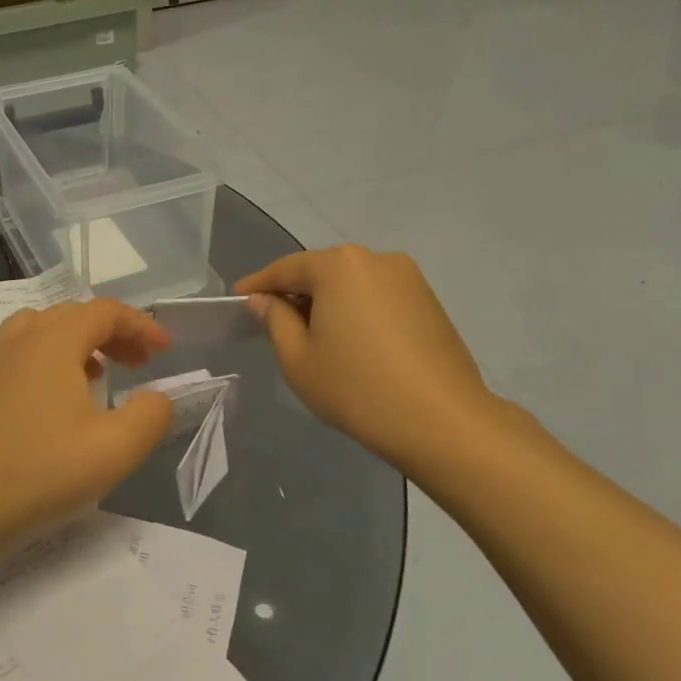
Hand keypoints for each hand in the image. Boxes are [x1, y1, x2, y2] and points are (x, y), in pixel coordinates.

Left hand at [0, 299, 172, 560]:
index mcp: (53, 341)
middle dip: (111, 333)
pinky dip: (44, 362)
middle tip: (136, 365)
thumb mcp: (115, 450)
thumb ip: (151, 415)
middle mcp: (17, 340)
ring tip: (94, 377)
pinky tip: (49, 405)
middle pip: (71, 315)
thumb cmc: (40, 473)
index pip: (105, 311)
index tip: (164, 351)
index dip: (140, 325)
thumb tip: (155, 398)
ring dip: (74, 344)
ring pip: (38, 331)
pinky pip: (15, 356)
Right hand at [234, 246, 503, 474]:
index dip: (258, 284)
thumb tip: (263, 300)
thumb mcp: (298, 358)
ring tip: (313, 337)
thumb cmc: (356, 387)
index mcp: (338, 266)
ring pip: (352, 284)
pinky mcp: (430, 302)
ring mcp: (409, 279)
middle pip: (322, 271)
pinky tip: (351, 343)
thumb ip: (275, 320)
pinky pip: (378, 298)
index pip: (286, 268)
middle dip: (296, 293)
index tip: (237, 298)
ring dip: (328, 303)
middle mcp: (375, 259)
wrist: (442, 422)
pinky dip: (357, 312)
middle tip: (273, 321)